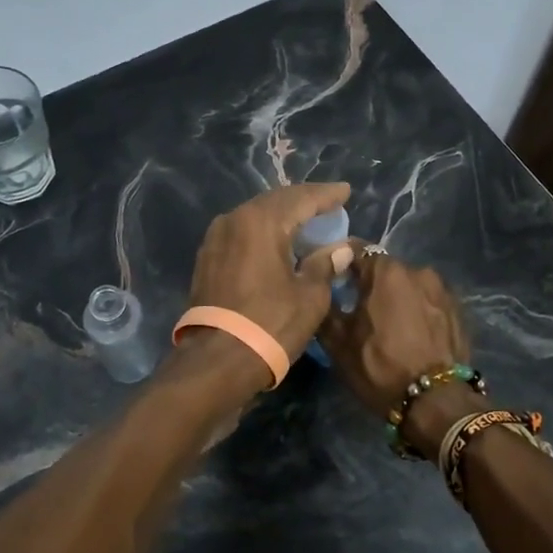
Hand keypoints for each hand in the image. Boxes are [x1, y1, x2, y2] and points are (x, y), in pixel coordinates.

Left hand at [187, 182, 355, 364]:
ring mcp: (216, 238)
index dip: (326, 195)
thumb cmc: (271, 325)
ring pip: (255, 216)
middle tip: (328, 204)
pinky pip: (242, 233)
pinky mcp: (207, 258)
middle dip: (303, 202)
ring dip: (282, 217)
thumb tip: (340, 248)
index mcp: (261, 221)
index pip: (301, 198)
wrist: (217, 361)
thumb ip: (325, 264)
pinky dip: (264, 233)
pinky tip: (278, 241)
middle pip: (275, 202)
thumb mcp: (310, 296)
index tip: (345, 191)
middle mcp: (234, 220)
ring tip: (306, 221)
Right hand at [318, 247, 469, 416]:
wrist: (437, 401)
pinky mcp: (458, 311)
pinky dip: (416, 311)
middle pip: (385, 269)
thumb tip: (319, 290)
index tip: (330, 277)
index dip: (339, 261)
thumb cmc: (380, 366)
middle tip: (356, 306)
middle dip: (369, 283)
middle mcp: (418, 271)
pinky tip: (410, 334)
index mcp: (387, 272)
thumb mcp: (338, 342)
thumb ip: (325, 307)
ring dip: (395, 297)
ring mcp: (443, 290)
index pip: (356, 250)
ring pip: (408, 286)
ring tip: (386, 324)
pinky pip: (428, 302)